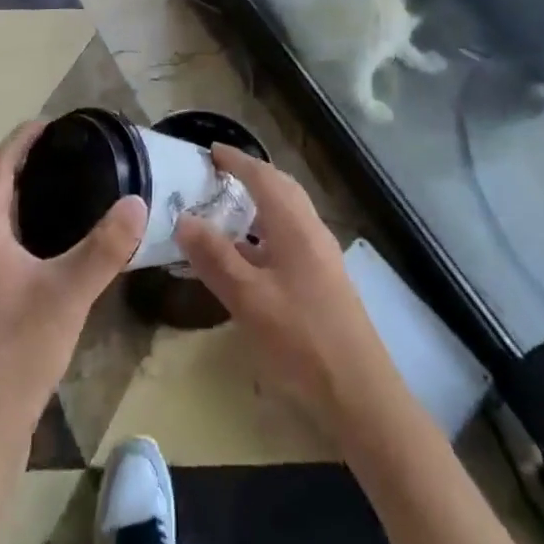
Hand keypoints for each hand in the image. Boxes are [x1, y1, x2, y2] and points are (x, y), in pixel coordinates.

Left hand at [0, 121, 147, 452]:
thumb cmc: (15, 353)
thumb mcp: (68, 295)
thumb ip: (104, 248)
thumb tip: (138, 202)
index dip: (19, 141)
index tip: (48, 123)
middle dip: (9, 169)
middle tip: (48, 161)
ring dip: (9, 203)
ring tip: (52, 198)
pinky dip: (14, 235)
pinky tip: (46, 255)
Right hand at [176, 145, 394, 423]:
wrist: (360, 393)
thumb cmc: (301, 339)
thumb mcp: (249, 299)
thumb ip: (216, 257)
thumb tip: (184, 218)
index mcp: (294, 224)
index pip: (262, 176)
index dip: (236, 160)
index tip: (210, 150)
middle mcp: (311, 230)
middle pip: (281, 188)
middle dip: (251, 175)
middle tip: (219, 175)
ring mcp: (322, 256)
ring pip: (288, 214)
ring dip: (261, 204)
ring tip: (229, 211)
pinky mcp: (325, 280)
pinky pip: (291, 237)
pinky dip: (268, 232)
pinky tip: (251, 258)